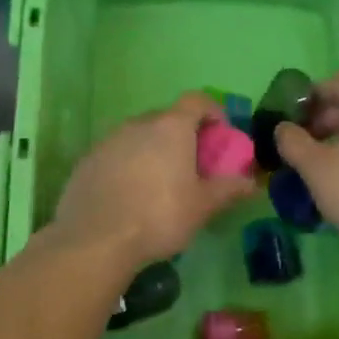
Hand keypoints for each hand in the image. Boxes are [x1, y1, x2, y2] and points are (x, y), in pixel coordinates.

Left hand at [50, 93, 255, 273]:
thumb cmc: (158, 216)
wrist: (95, 238)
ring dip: (153, 149)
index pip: (196, 100)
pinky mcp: (87, 159)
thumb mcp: (202, 207)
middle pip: (167, 118)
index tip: (220, 134)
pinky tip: (129, 194)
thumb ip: (228, 189)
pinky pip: (116, 153)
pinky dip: (128, 164)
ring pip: (139, 135)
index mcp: (171, 127)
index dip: (212, 112)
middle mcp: (139, 123)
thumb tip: (250, 182)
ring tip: (160, 182)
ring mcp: (109, 139)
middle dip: (182, 135)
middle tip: (192, 164)